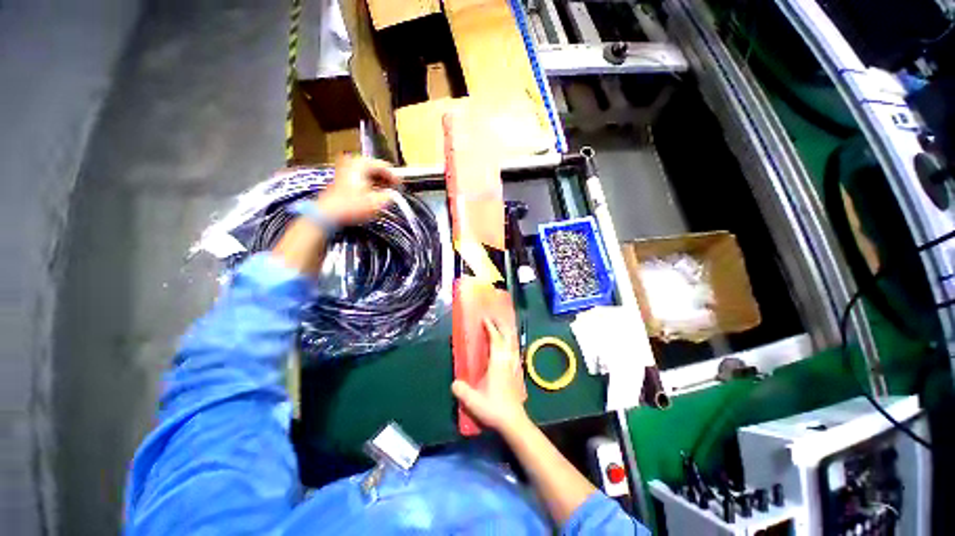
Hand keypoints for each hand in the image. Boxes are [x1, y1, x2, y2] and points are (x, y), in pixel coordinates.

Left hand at [315, 154, 399, 225]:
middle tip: (394, 189)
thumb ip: (389, 196)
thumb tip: (393, 194)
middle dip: (385, 179)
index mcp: (362, 164)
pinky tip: (373, 194)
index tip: (401, 186)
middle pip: (375, 168)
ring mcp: (344, 170)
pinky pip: (360, 177)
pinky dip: (368, 184)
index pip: (384, 166)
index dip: (395, 177)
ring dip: (377, 182)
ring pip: (367, 173)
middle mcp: (352, 162)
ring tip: (385, 193)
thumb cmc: (353, 206)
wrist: (328, 214)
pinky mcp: (340, 179)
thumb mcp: (377, 202)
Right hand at [452, 318, 529, 433]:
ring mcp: (513, 365)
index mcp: (497, 363)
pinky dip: (510, 342)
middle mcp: (507, 360)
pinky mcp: (515, 371)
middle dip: (501, 325)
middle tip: (494, 316)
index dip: (491, 328)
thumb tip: (454, 383)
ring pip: (512, 343)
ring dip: (506, 332)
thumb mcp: (474, 402)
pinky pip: (513, 350)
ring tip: (501, 325)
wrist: (513, 420)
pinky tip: (508, 344)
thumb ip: (462, 391)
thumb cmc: (494, 408)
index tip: (485, 319)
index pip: (495, 340)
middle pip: (507, 337)